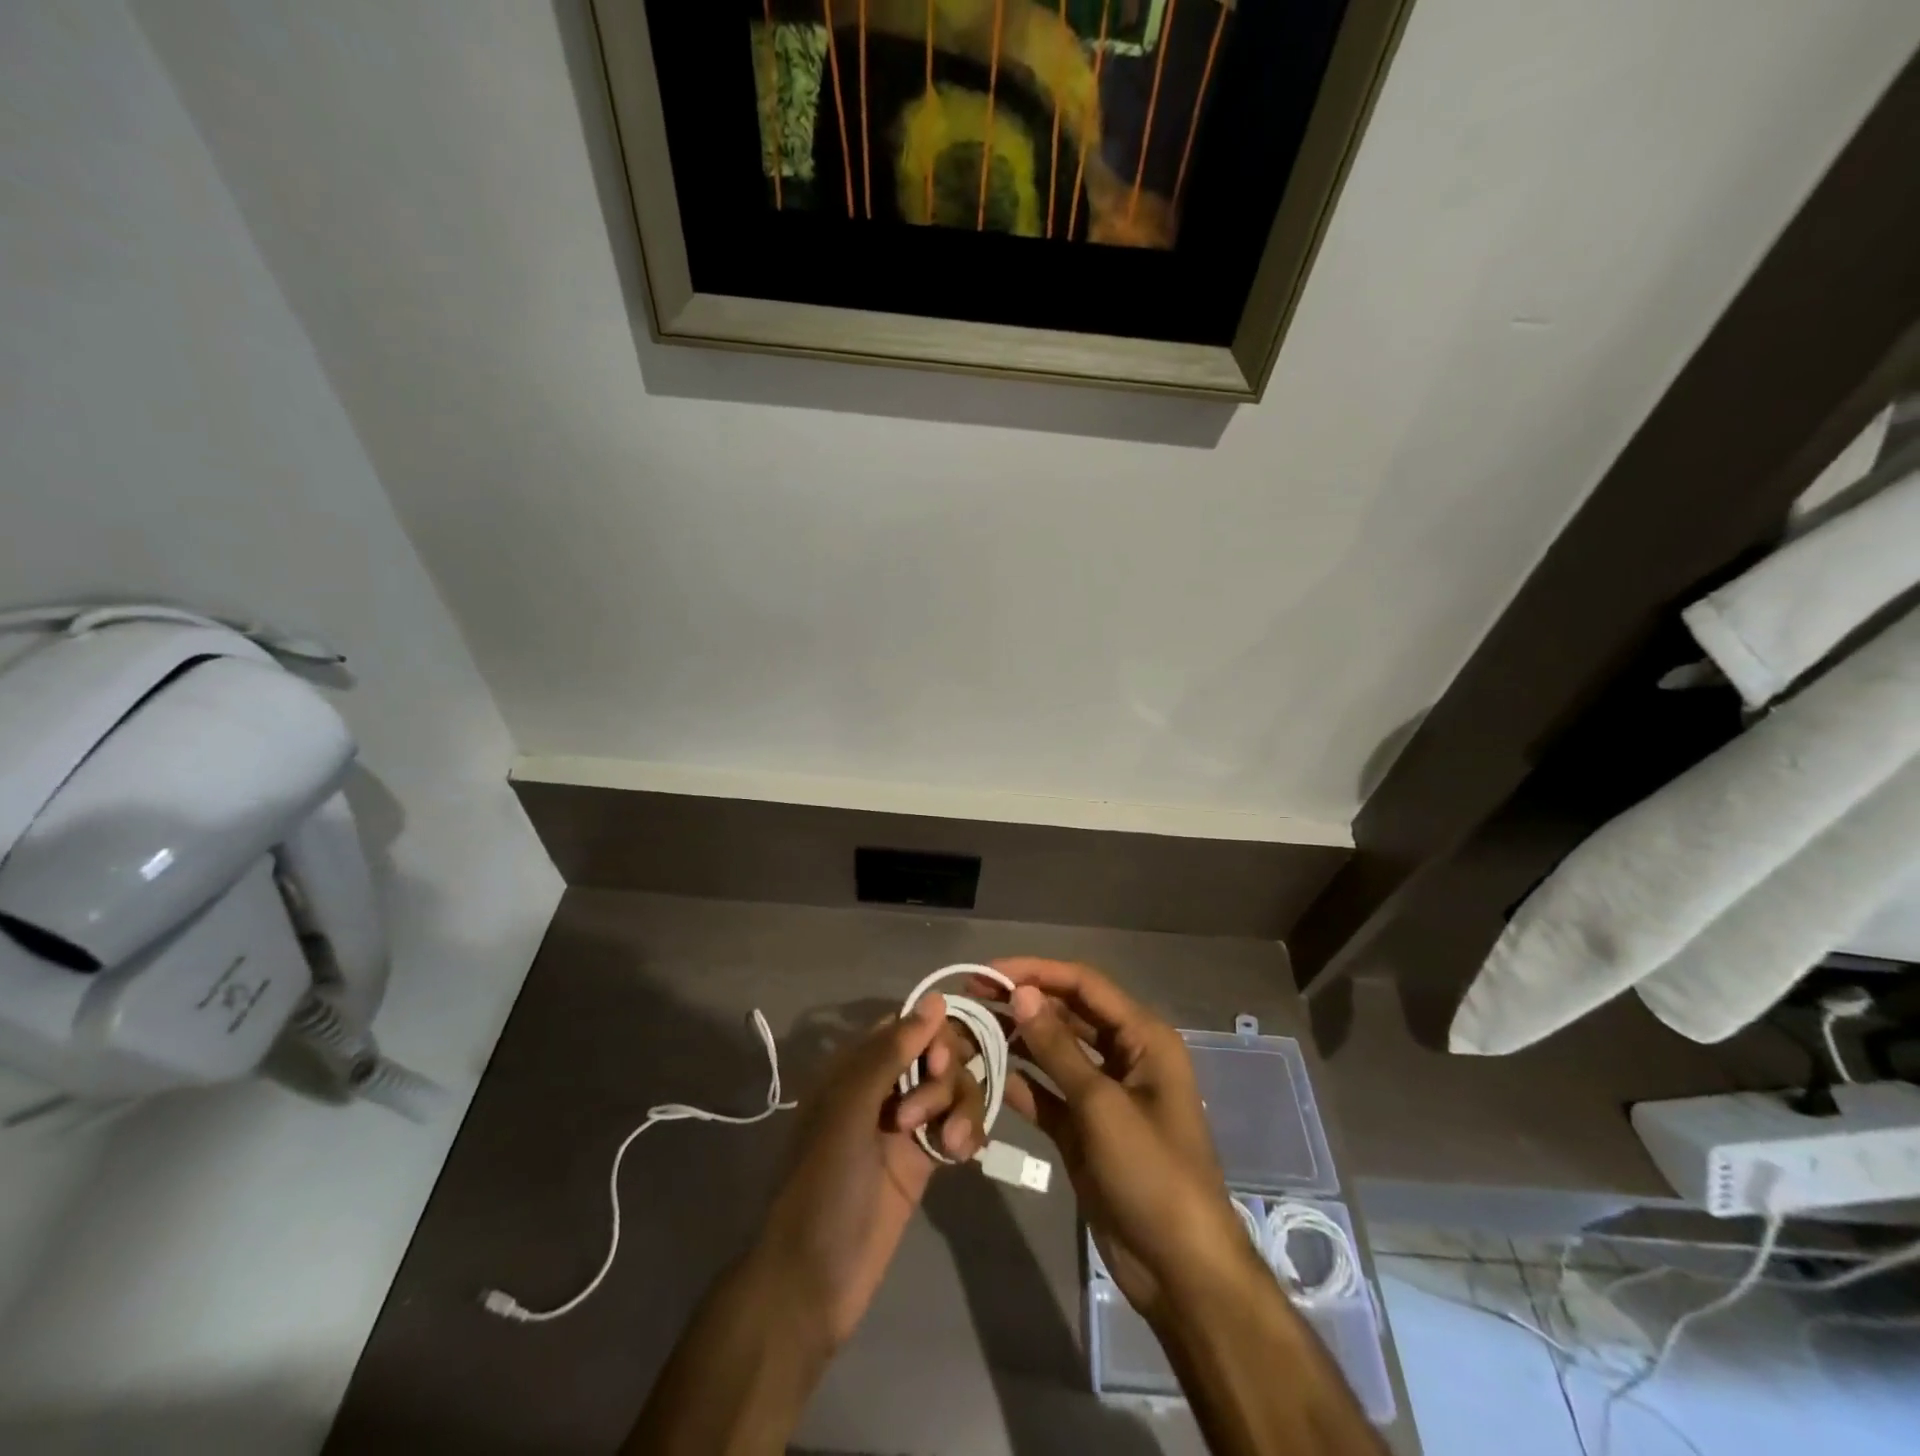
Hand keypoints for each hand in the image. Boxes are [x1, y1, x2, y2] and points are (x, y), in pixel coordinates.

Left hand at [756, 995, 985, 1348]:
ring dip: (961, 1106)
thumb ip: (892, 1052)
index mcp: (855, 1066)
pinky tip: (963, 1154)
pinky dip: (967, 1131)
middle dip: (946, 1075)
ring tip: (951, 1144)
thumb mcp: (851, 1110)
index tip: (940, 1061)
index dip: (933, 1034)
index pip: (908, 1025)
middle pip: (937, 1053)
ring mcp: (906, 1123)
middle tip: (929, 1111)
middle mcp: (883, 1086)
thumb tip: (936, 999)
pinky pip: (959, 1124)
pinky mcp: (925, 1158)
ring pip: (953, 1087)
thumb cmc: (824, 1185)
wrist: (813, 1282)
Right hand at [984, 958, 1259, 1322]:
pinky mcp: (1085, 1128)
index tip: (988, 972)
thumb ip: (1058, 1046)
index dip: (1036, 972)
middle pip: (1067, 1014)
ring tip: (970, 1029)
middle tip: (970, 997)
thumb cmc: (1152, 1173)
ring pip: (1054, 1052)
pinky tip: (984, 1075)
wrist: (1179, 1270)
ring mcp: (1103, 1093)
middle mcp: (1124, 1055)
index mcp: (1143, 1037)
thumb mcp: (1102, 1105)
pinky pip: (1048, 1093)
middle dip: (1022, 1003)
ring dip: (1017, 1040)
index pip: (1083, 985)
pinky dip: (1021, 1083)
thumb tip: (1020, 993)